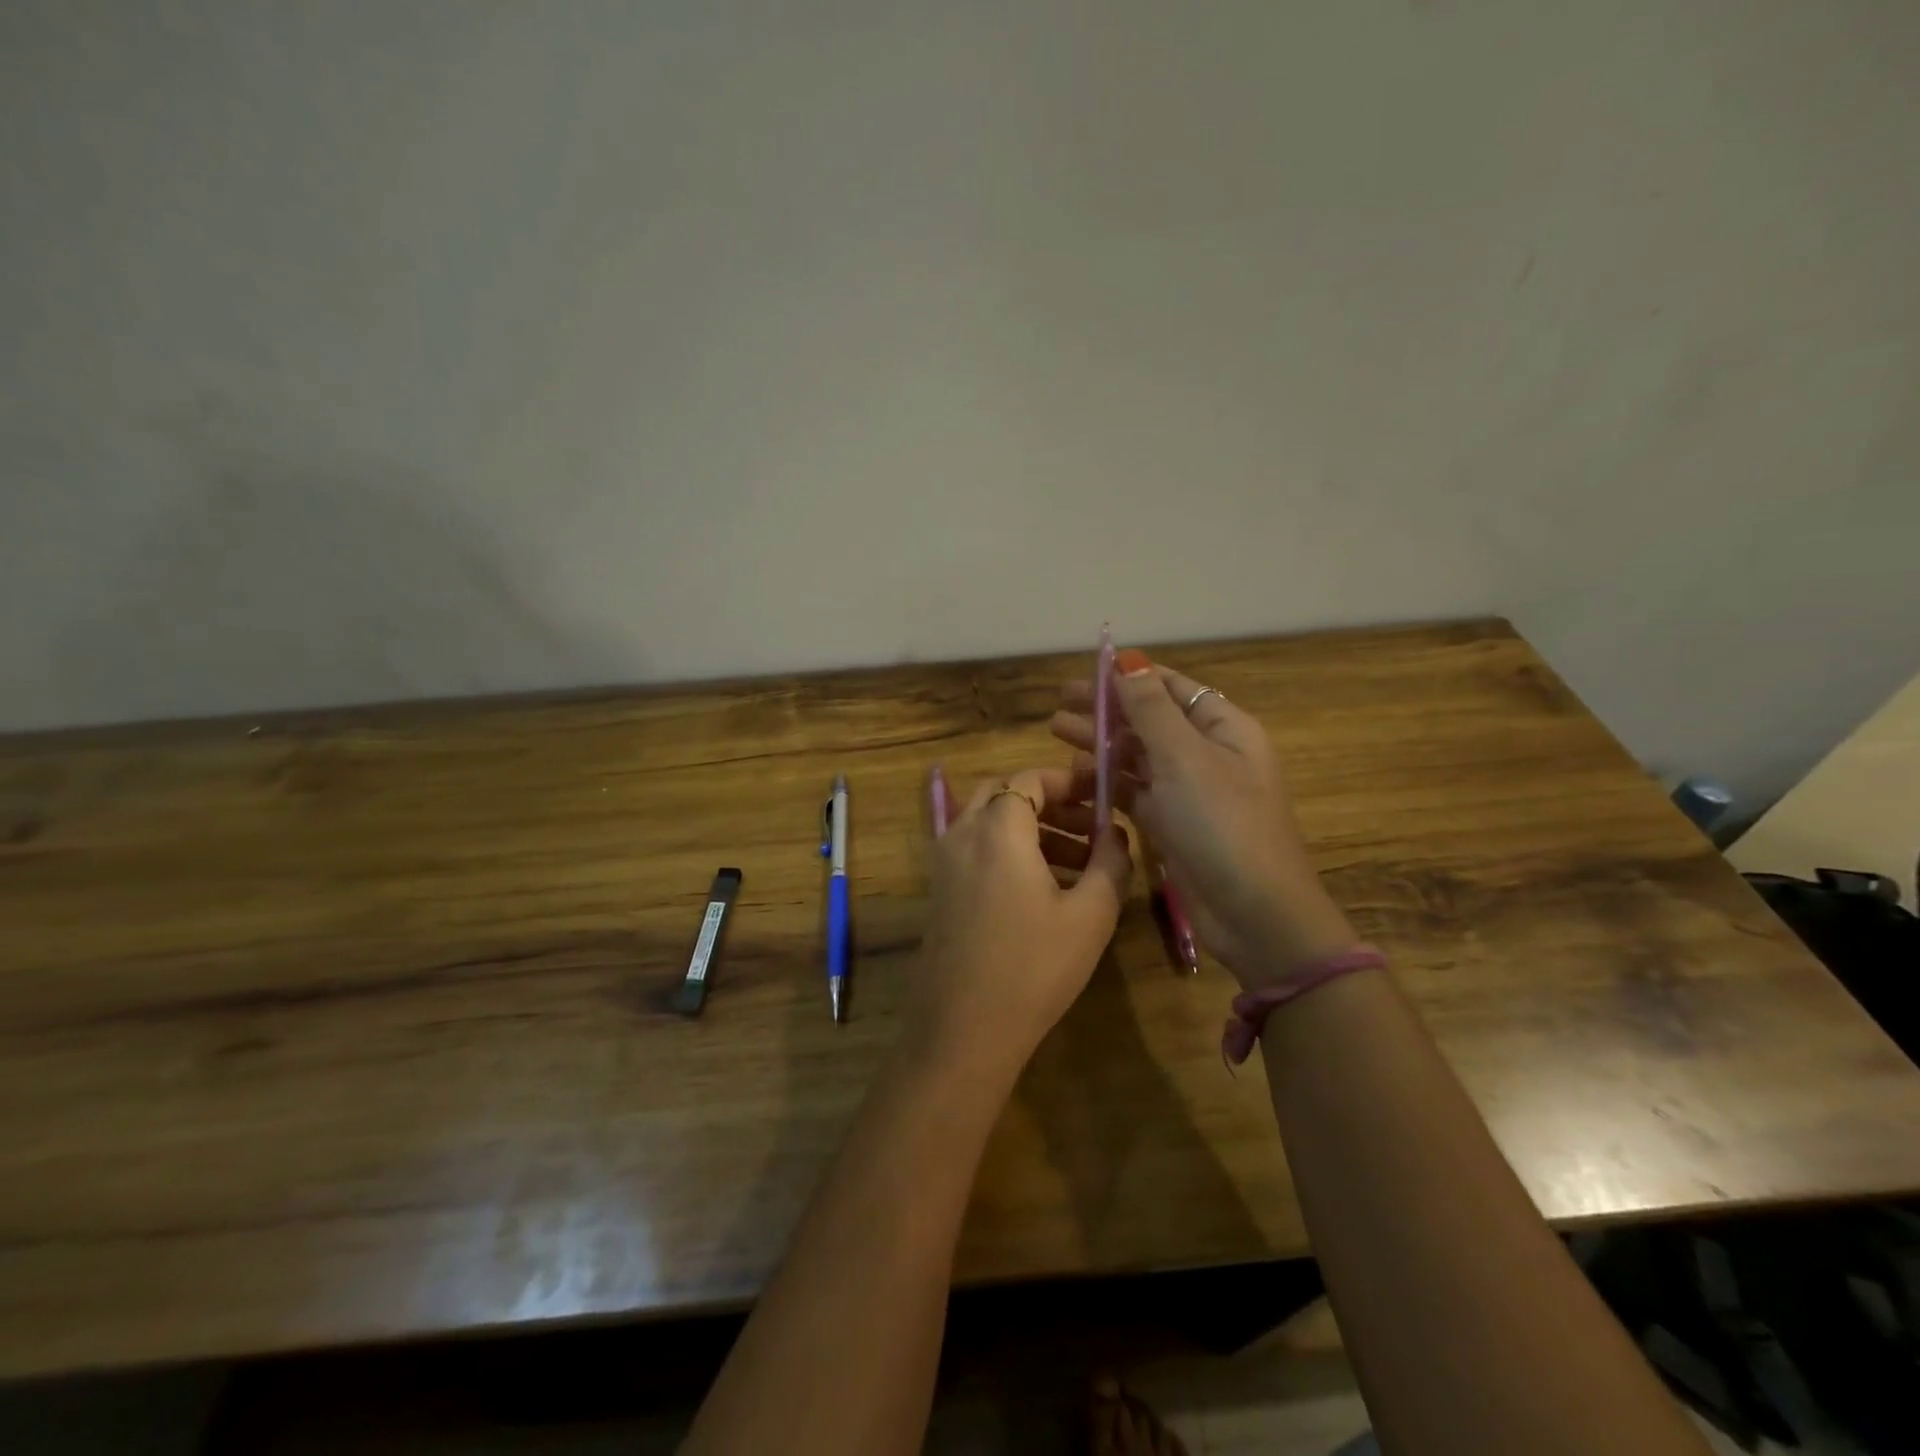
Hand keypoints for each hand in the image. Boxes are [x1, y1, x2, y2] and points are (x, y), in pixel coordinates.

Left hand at [905, 766, 1132, 1085]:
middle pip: (1005, 794)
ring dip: (1035, 830)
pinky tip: (1047, 890)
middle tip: (1092, 827)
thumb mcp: (1090, 914)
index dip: (1069, 780)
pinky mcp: (940, 891)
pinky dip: (1011, 852)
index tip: (1102, 795)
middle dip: (1051, 803)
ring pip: (991, 824)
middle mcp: (962, 835)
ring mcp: (945, 864)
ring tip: (1082, 865)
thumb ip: (1111, 862)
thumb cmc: (1034, 966)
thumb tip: (1117, 833)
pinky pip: (977, 851)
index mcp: (997, 829)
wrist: (963, 1029)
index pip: (1029, 779)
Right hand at [1050, 650, 1354, 986]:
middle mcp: (1207, 754)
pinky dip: (1108, 781)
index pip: (1172, 687)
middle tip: (1059, 704)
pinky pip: (1135, 792)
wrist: (1254, 914)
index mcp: (1223, 728)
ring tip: (1056, 732)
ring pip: (1138, 756)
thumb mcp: (1185, 757)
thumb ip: (1150, 709)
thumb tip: (1129, 659)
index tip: (1086, 671)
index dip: (1130, 676)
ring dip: (1101, 743)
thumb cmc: (1223, 824)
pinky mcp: (1172, 825)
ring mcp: (1188, 792)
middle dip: (1107, 709)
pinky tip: (1077, 775)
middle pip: (1149, 720)